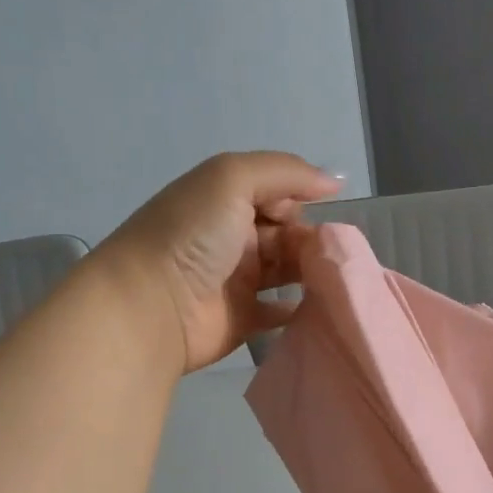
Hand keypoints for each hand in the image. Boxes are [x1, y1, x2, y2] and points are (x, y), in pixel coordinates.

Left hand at [94, 152, 342, 371]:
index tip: (330, 216)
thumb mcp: (232, 179)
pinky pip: (278, 312)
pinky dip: (300, 309)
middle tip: (338, 255)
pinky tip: (326, 306)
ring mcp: (236, 280)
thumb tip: (336, 180)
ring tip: (341, 279)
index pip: (278, 194)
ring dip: (312, 272)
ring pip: (287, 271)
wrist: (151, 305)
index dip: (304, 201)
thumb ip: (286, 172)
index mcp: (226, 200)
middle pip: (287, 233)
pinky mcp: (242, 319)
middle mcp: (232, 237)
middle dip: (314, 240)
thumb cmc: (191, 235)